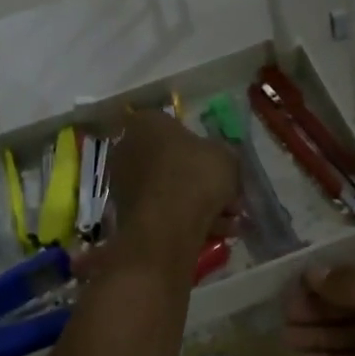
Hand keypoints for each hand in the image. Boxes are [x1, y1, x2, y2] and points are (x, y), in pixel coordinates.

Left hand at [105, 111, 239, 247]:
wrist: (167, 227)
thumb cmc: (195, 176)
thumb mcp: (225, 155)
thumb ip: (221, 153)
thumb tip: (219, 159)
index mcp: (146, 123)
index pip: (172, 124)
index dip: (198, 142)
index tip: (216, 159)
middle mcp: (128, 148)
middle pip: (171, 160)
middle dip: (200, 178)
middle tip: (228, 193)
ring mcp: (124, 184)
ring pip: (170, 189)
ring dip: (200, 203)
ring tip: (230, 219)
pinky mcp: (127, 215)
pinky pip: (165, 212)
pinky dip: (189, 220)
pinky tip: (218, 232)